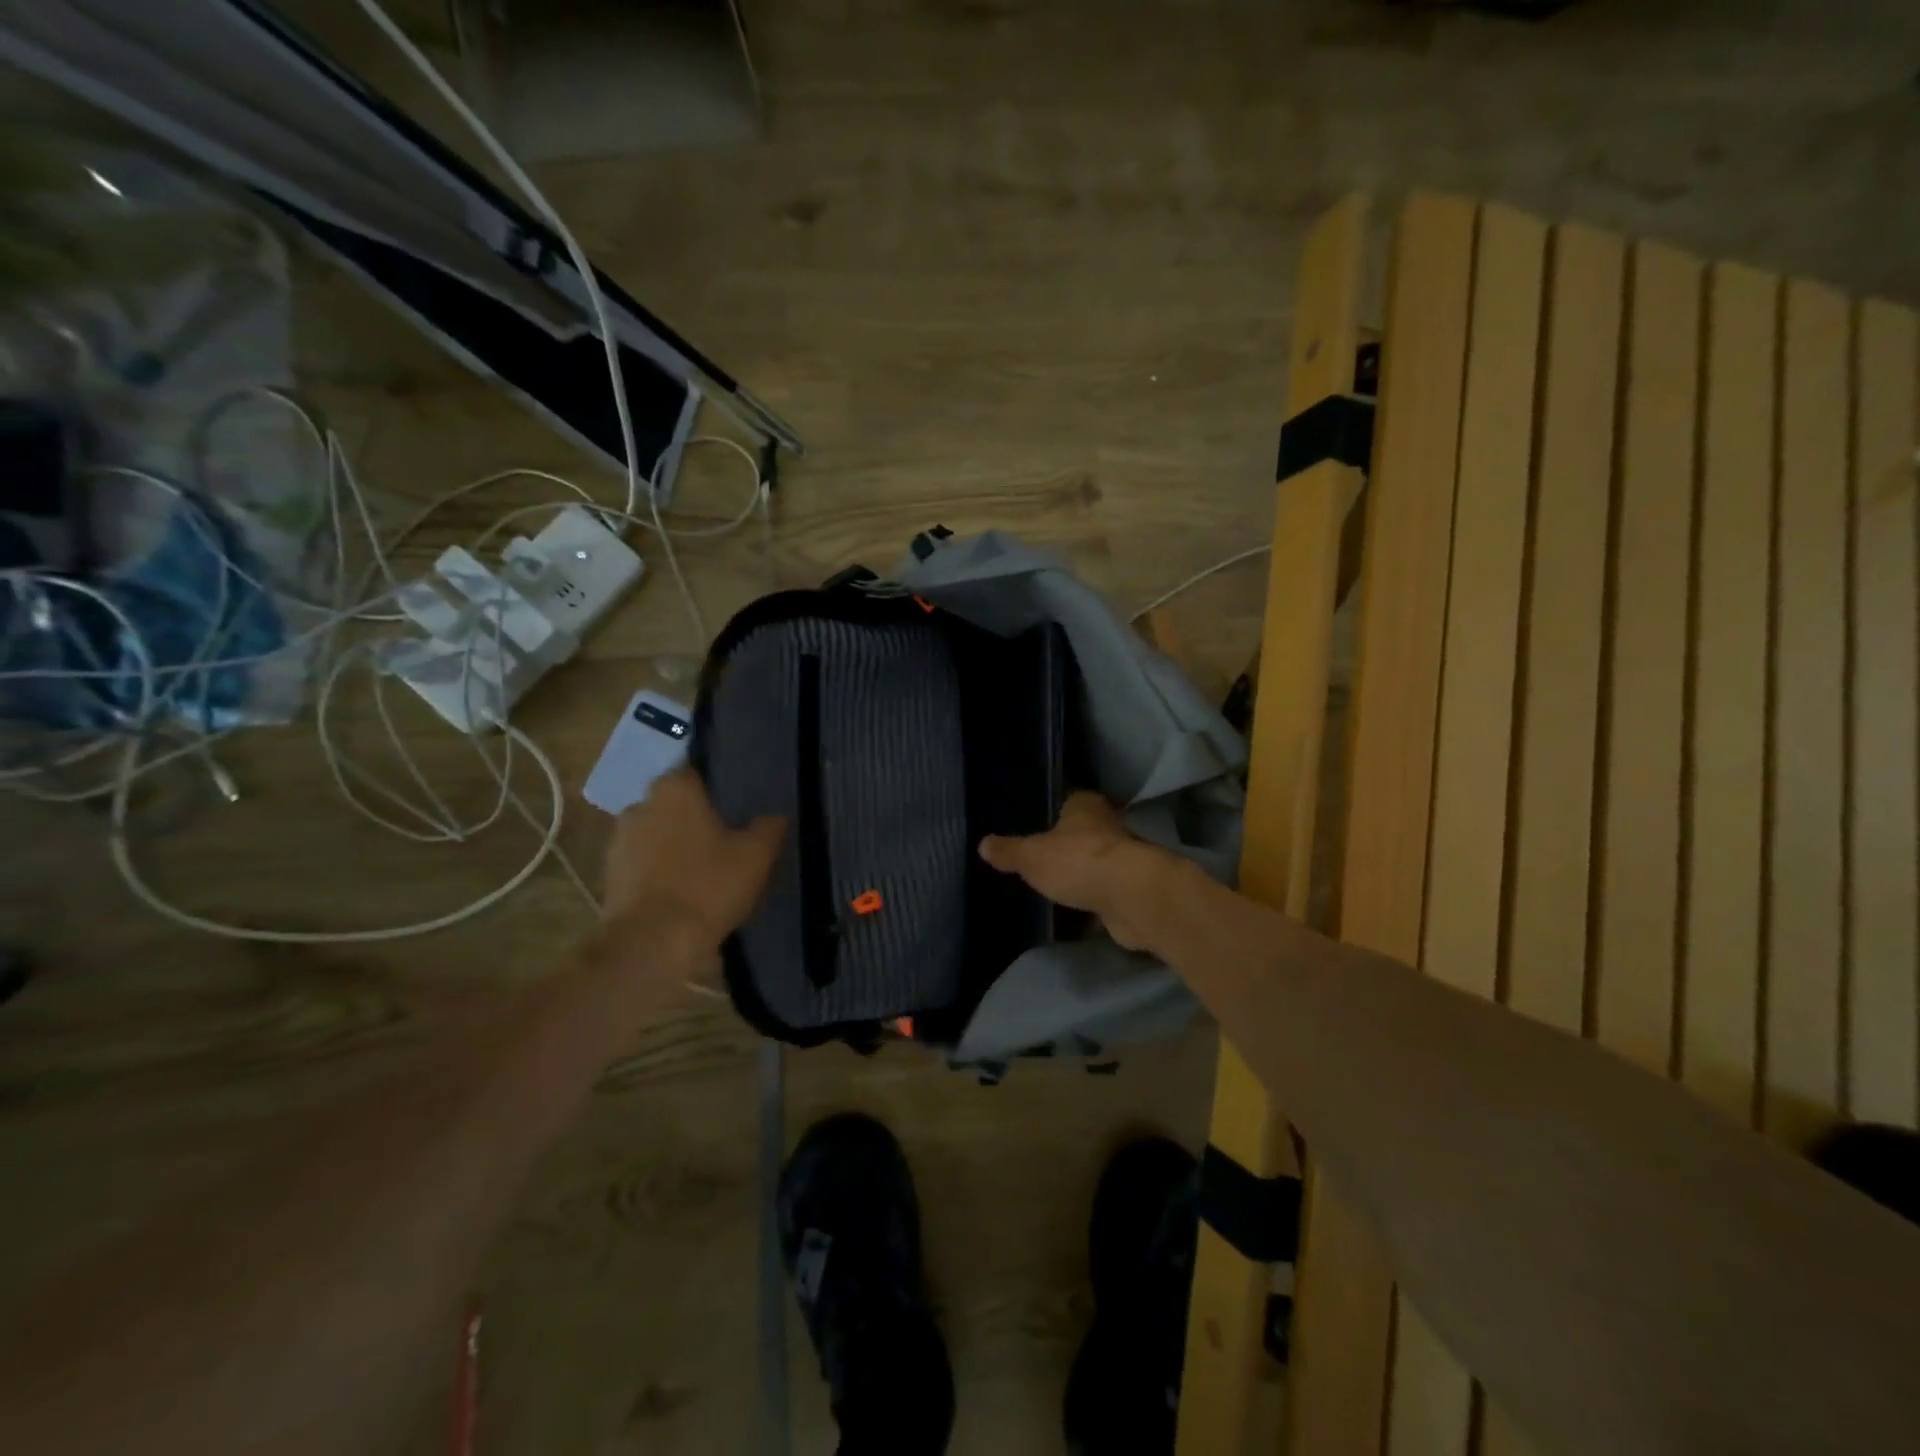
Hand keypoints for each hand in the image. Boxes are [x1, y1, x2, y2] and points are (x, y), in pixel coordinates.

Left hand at [602, 768, 785, 961]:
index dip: (722, 787)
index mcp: (675, 788)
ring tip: (706, 868)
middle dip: (699, 816)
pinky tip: (683, 891)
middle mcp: (641, 803)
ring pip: (659, 832)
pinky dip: (661, 871)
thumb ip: (770, 826)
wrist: (650, 945)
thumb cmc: (707, 887)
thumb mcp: (757, 855)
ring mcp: (619, 839)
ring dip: (677, 844)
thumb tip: (774, 815)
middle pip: (678, 802)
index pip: (700, 771)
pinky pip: (644, 862)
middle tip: (729, 837)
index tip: (741, 804)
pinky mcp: (610, 874)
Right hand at [979, 792, 1166, 949]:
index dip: (1052, 813)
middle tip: (1041, 860)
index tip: (1035, 826)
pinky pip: (1105, 894)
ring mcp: (1124, 859)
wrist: (1131, 897)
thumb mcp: (1031, 856)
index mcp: (1086, 806)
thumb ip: (1008, 851)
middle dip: (1068, 846)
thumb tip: (983, 844)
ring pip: (1097, 864)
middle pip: (1084, 833)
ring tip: (1056, 888)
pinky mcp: (1131, 890)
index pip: (1067, 802)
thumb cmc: (1078, 861)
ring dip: (1083, 876)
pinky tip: (1076, 915)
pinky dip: (1094, 903)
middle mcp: (1109, 826)